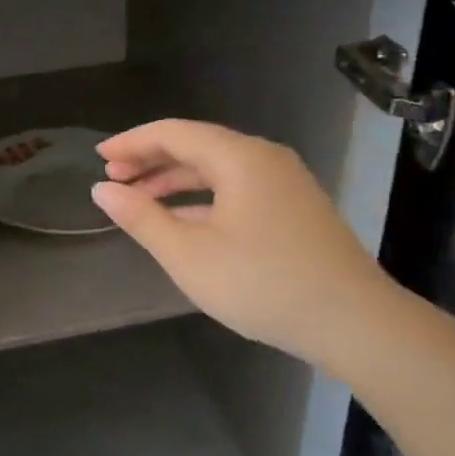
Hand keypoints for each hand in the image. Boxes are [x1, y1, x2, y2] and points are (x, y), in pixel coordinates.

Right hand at [91, 120, 402, 373]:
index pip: (173, 133)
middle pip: (196, 145)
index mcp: (238, 157)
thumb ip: (142, 218)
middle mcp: (263, 158)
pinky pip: (237, 188)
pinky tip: (183, 220)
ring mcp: (284, 183)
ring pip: (218, 169)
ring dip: (175, 180)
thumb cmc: (263, 284)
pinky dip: (203, 197)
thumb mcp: (189, 255)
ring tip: (139, 198)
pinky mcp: (295, 208)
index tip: (99, 157)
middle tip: (113, 178)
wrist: (355, 322)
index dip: (132, 142)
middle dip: (151, 160)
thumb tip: (103, 189)